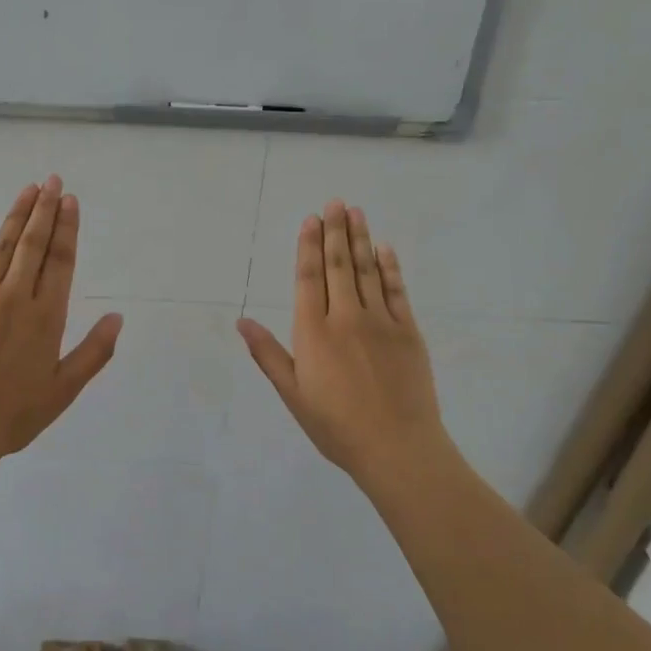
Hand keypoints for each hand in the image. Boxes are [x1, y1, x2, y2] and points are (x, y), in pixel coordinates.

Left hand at [0, 175, 122, 464]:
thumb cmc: (13, 414)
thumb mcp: (63, 390)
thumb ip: (94, 352)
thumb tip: (118, 315)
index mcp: (46, 317)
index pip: (61, 261)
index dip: (67, 228)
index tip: (70, 201)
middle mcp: (15, 297)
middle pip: (33, 244)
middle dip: (46, 210)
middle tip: (53, 180)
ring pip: (2, 246)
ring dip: (17, 215)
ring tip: (29, 189)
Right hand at [238, 201, 448, 480]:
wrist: (397, 448)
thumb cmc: (336, 426)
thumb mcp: (293, 395)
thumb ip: (268, 354)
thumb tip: (242, 321)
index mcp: (314, 333)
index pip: (309, 278)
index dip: (309, 247)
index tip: (310, 220)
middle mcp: (346, 318)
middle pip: (339, 266)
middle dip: (335, 231)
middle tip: (335, 202)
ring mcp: (380, 322)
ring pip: (367, 271)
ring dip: (360, 239)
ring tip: (356, 212)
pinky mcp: (408, 331)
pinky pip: (396, 290)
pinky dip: (389, 267)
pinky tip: (385, 249)